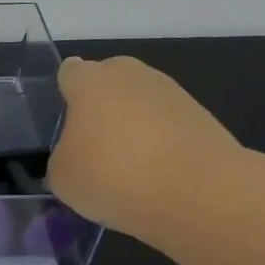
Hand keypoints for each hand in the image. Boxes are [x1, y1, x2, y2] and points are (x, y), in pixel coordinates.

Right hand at [46, 56, 241, 240]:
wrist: (199, 193)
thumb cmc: (113, 175)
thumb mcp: (62, 177)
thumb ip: (62, 158)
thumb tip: (76, 158)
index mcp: (90, 81)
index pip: (69, 72)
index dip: (64, 94)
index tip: (62, 123)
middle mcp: (132, 75)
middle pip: (109, 82)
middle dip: (101, 106)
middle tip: (92, 146)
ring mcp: (172, 93)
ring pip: (141, 104)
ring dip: (133, 126)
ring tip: (127, 168)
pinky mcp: (203, 118)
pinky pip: (167, 127)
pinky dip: (160, 145)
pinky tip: (155, 176)